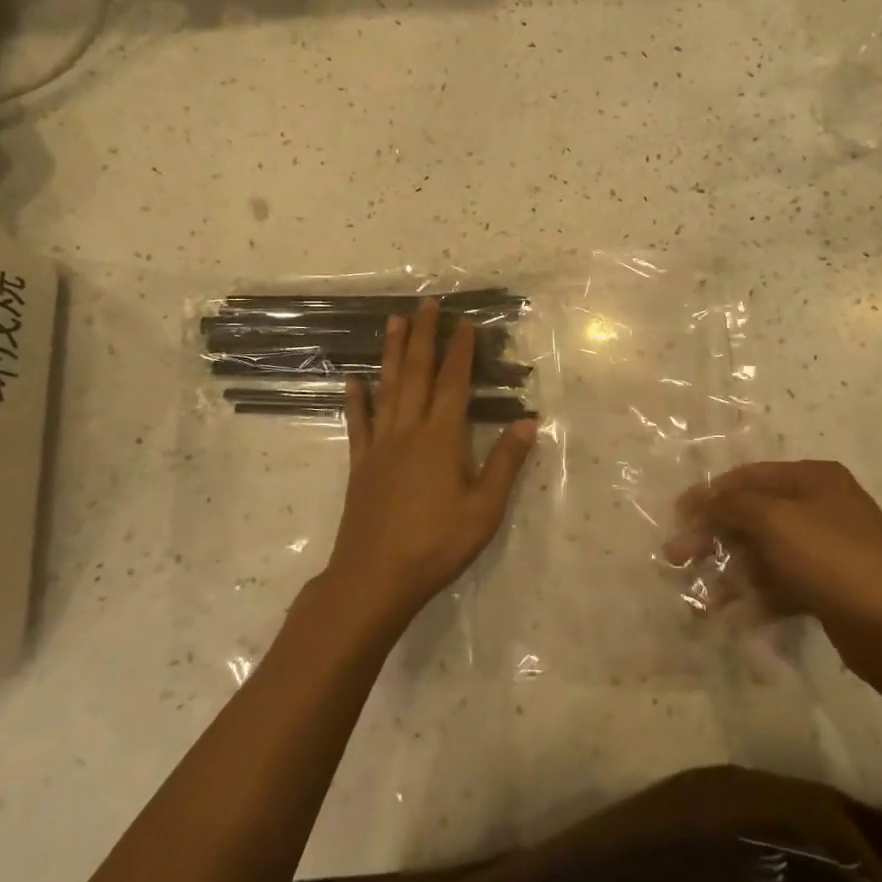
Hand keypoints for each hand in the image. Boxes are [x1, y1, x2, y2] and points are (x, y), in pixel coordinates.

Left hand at [324, 299, 537, 628]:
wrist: (374, 578)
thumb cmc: (436, 544)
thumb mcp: (484, 509)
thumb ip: (505, 463)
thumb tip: (529, 421)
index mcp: (442, 438)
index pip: (454, 384)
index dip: (461, 351)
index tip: (466, 322)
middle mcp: (409, 431)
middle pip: (417, 374)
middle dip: (424, 336)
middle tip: (426, 304)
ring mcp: (380, 446)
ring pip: (387, 389)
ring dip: (392, 354)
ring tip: (393, 322)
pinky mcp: (360, 465)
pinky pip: (358, 424)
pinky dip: (356, 401)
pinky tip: (353, 382)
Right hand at [666, 460, 881, 658]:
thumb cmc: (835, 559)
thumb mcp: (776, 521)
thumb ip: (731, 505)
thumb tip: (700, 499)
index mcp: (812, 478)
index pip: (748, 477)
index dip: (709, 495)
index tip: (676, 516)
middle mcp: (819, 506)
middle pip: (752, 517)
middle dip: (713, 539)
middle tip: (676, 559)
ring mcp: (825, 549)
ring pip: (763, 555)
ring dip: (730, 575)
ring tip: (702, 602)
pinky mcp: (828, 588)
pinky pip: (781, 585)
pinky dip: (757, 599)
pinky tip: (737, 619)